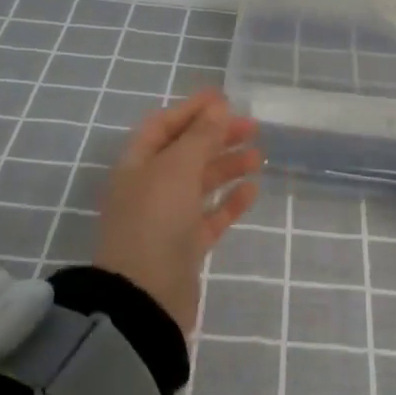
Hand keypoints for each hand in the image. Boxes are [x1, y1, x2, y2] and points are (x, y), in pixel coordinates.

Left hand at [93, 88, 261, 337]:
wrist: (145, 296)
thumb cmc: (155, 221)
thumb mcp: (177, 169)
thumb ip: (200, 137)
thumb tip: (218, 106)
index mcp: (136, 164)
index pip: (162, 125)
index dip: (192, 109)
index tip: (224, 98)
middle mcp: (149, 187)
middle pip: (185, 152)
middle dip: (216, 136)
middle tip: (252, 127)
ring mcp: (167, 218)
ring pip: (200, 183)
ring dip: (227, 166)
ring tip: (258, 157)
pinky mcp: (185, 245)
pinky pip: (210, 216)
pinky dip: (229, 201)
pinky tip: (252, 190)